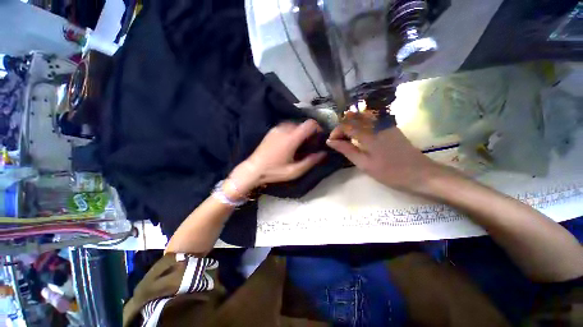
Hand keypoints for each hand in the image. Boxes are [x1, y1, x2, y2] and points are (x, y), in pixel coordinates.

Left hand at [227, 120, 325, 198]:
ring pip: (294, 124)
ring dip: (300, 132)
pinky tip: (289, 143)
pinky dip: (292, 132)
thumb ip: (310, 162)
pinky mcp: (271, 131)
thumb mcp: (294, 171)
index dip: (317, 128)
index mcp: (291, 138)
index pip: (309, 124)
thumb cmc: (274, 171)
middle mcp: (284, 129)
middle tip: (309, 144)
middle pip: (302, 124)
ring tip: (299, 144)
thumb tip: (323, 153)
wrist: (253, 169)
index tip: (319, 137)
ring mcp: (276, 129)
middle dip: (308, 132)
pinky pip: (286, 126)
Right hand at [326, 114, 444, 194]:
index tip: (331, 142)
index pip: (346, 125)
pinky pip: (371, 120)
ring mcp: (385, 124)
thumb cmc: (390, 172)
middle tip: (338, 140)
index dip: (336, 132)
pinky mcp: (390, 127)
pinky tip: (360, 135)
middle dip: (342, 126)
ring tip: (347, 138)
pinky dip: (360, 125)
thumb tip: (331, 141)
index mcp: (369, 134)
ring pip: (362, 116)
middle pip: (353, 117)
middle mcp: (376, 124)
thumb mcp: (364, 164)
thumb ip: (347, 150)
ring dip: (351, 124)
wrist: (421, 174)